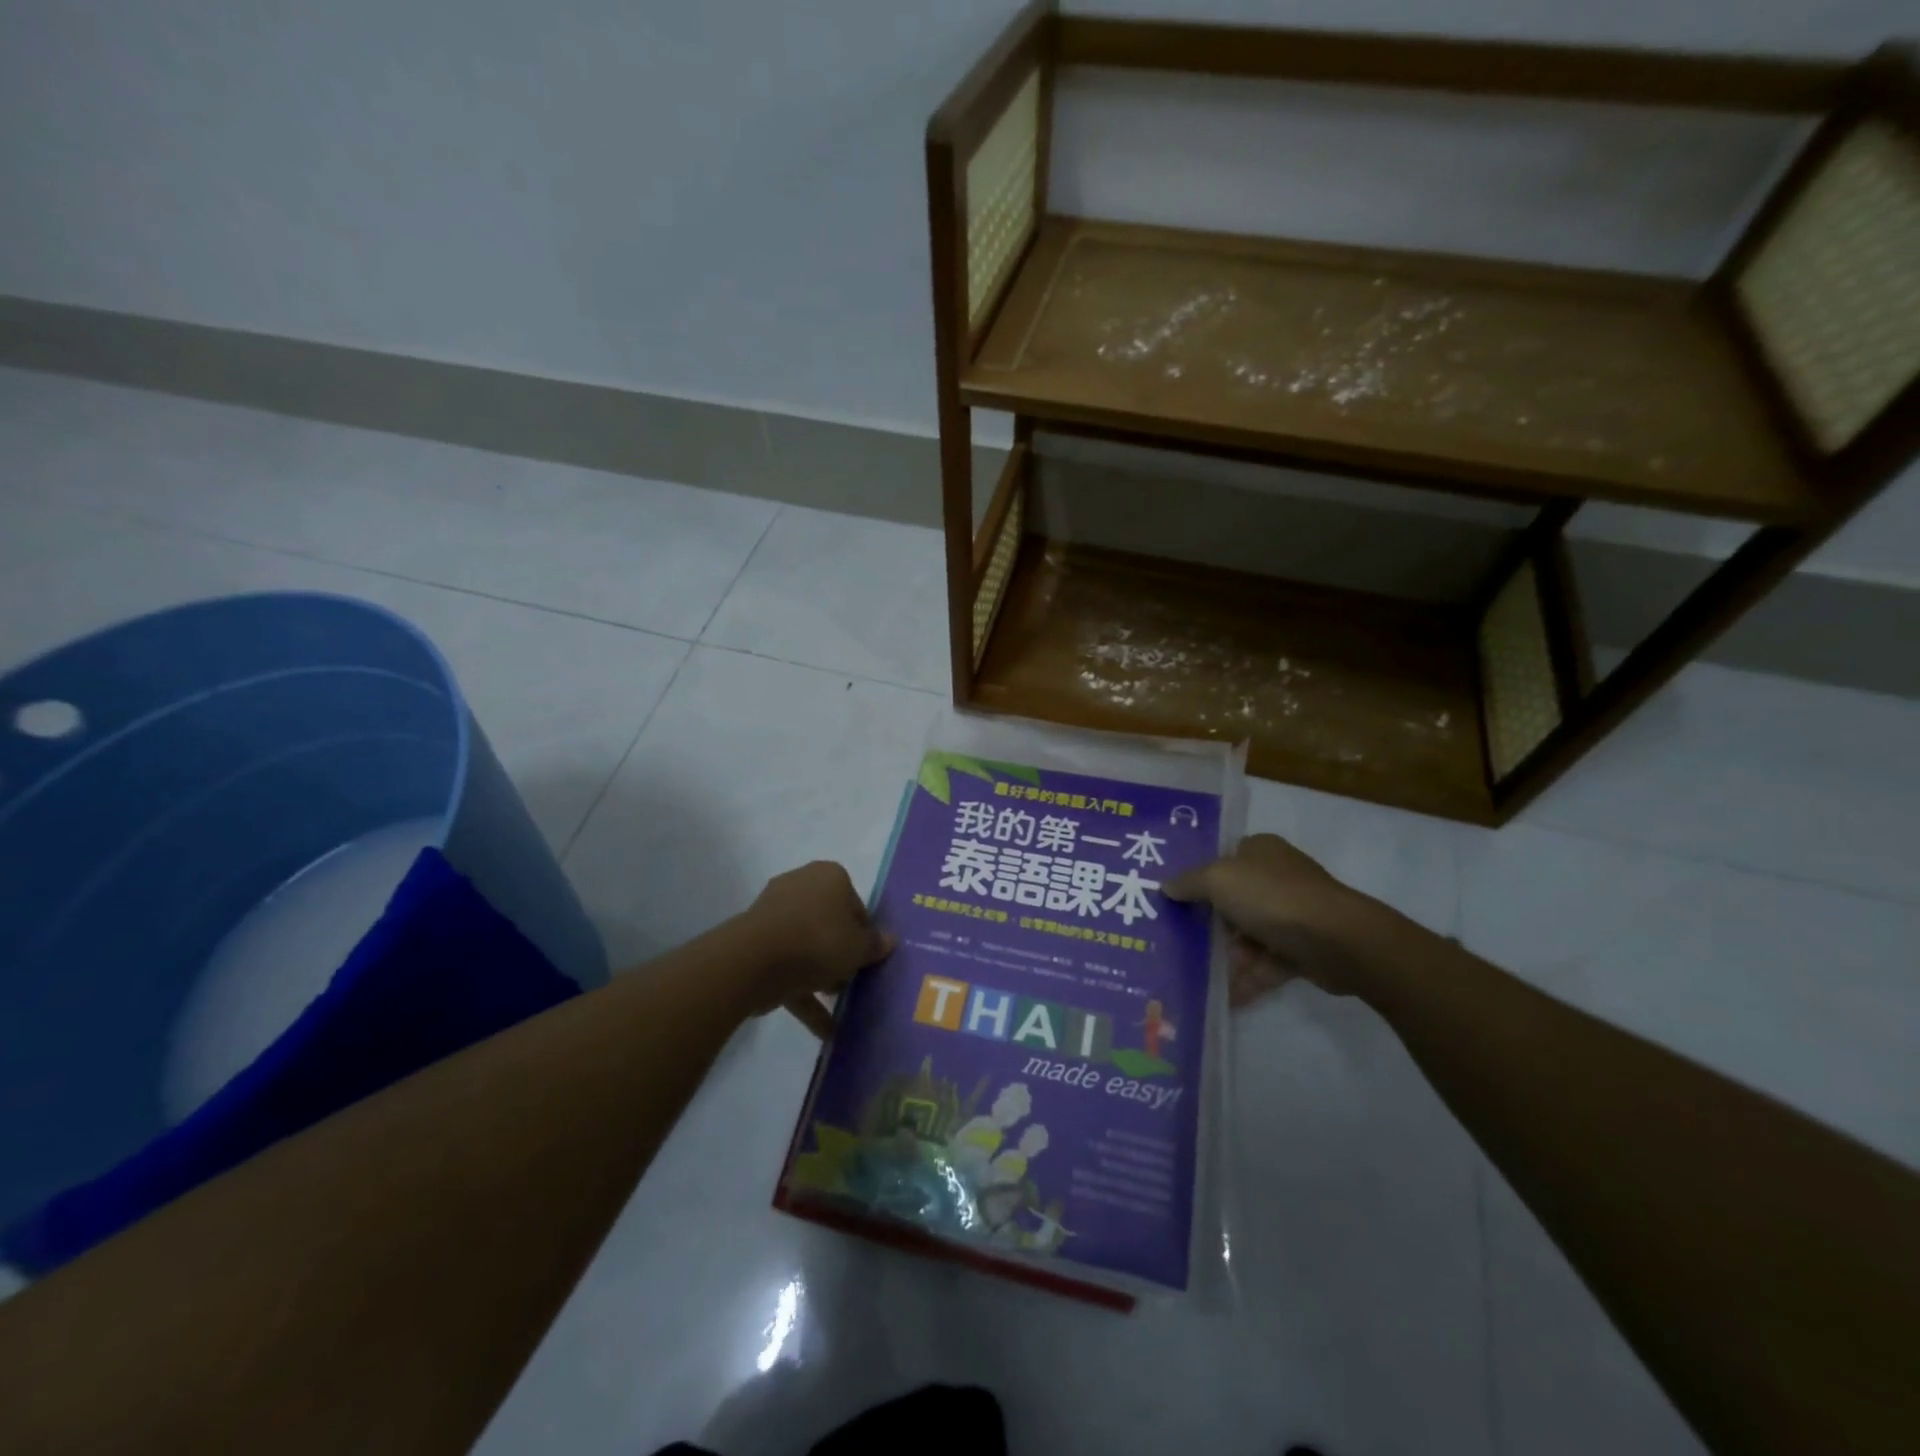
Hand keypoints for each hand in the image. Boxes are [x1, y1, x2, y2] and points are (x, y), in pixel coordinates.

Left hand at [736, 862, 895, 1024]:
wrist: (755, 960)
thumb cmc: (819, 941)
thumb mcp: (859, 947)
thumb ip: (875, 945)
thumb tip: (890, 939)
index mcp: (830, 877)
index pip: (856, 904)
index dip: (865, 933)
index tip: (869, 957)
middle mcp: (801, 886)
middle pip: (830, 922)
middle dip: (841, 953)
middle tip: (854, 979)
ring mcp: (775, 913)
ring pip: (807, 945)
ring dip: (822, 975)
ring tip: (839, 1006)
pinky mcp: (757, 942)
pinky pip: (787, 966)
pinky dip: (803, 993)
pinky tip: (823, 1030)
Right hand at [1165, 834, 1390, 1006]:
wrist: (1338, 941)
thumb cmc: (1272, 898)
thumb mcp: (1218, 880)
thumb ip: (1188, 883)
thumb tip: (1165, 887)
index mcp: (1259, 851)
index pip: (1222, 858)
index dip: (1198, 877)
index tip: (1172, 899)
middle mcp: (1276, 877)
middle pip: (1232, 900)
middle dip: (1209, 925)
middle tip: (1178, 942)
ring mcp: (1292, 913)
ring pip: (1248, 935)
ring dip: (1227, 957)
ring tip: (1197, 978)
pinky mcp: (1303, 948)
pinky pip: (1266, 964)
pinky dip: (1248, 979)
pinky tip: (1226, 997)